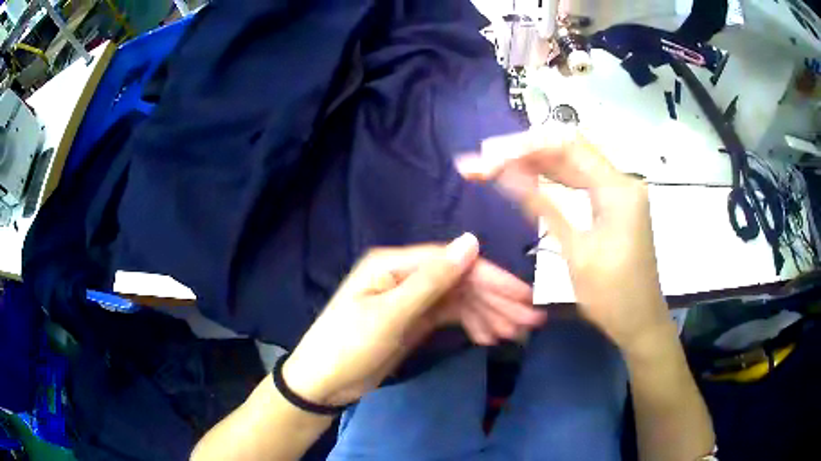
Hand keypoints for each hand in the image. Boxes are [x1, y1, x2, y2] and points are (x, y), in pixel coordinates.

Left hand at [283, 234, 544, 405]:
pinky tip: (490, 337)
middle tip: (530, 321)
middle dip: (497, 300)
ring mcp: (412, 299)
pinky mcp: (415, 320)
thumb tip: (472, 241)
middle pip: (461, 282)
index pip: (455, 263)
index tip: (524, 297)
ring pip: (460, 300)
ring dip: (489, 315)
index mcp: (395, 264)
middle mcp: (407, 275)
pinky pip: (451, 316)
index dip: (492, 278)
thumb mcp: (390, 315)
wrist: (323, 383)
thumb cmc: (348, 346)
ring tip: (516, 334)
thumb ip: (432, 281)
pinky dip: (472, 324)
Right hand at [457, 125, 669, 353]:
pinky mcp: (614, 205)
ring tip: (497, 165)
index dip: (525, 145)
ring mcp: (619, 192)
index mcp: (618, 189)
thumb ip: (542, 205)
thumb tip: (503, 172)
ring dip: (536, 163)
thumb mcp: (575, 251)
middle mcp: (621, 181)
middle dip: (526, 151)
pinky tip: (528, 178)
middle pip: (569, 150)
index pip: (567, 146)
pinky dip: (553, 179)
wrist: (639, 321)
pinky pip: (580, 182)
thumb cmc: (611, 294)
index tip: (489, 154)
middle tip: (486, 158)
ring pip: (573, 164)